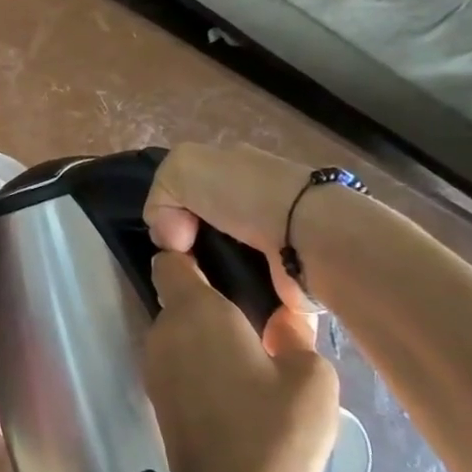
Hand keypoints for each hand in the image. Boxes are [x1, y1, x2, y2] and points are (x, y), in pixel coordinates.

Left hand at [143, 251, 338, 471]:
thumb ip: (298, 336)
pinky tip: (239, 377)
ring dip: (209, 331)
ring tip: (257, 346)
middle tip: (260, 307)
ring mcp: (154, 363)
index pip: (171, 260)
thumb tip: (287, 317)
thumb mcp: (312, 381)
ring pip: (180, 328)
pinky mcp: (157, 394)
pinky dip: (201, 357)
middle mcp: (163, 329)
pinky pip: (179, 357)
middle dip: (212, 296)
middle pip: (179, 295)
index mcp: (194, 311)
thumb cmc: (274, 436)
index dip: (191, 253)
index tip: (224, 259)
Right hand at [145, 143, 329, 313]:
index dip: (169, 212)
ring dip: (204, 274)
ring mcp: (272, 242)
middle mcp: (255, 203)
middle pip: (202, 227)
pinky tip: (217, 303)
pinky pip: (244, 289)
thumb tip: (169, 238)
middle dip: (186, 247)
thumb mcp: (182, 168)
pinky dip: (228, 297)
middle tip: (179, 264)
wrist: (312, 238)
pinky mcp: (284, 280)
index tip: (168, 236)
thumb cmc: (246, 196)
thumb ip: (160, 194)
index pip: (188, 191)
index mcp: (236, 171)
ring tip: (194, 289)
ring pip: (219, 260)